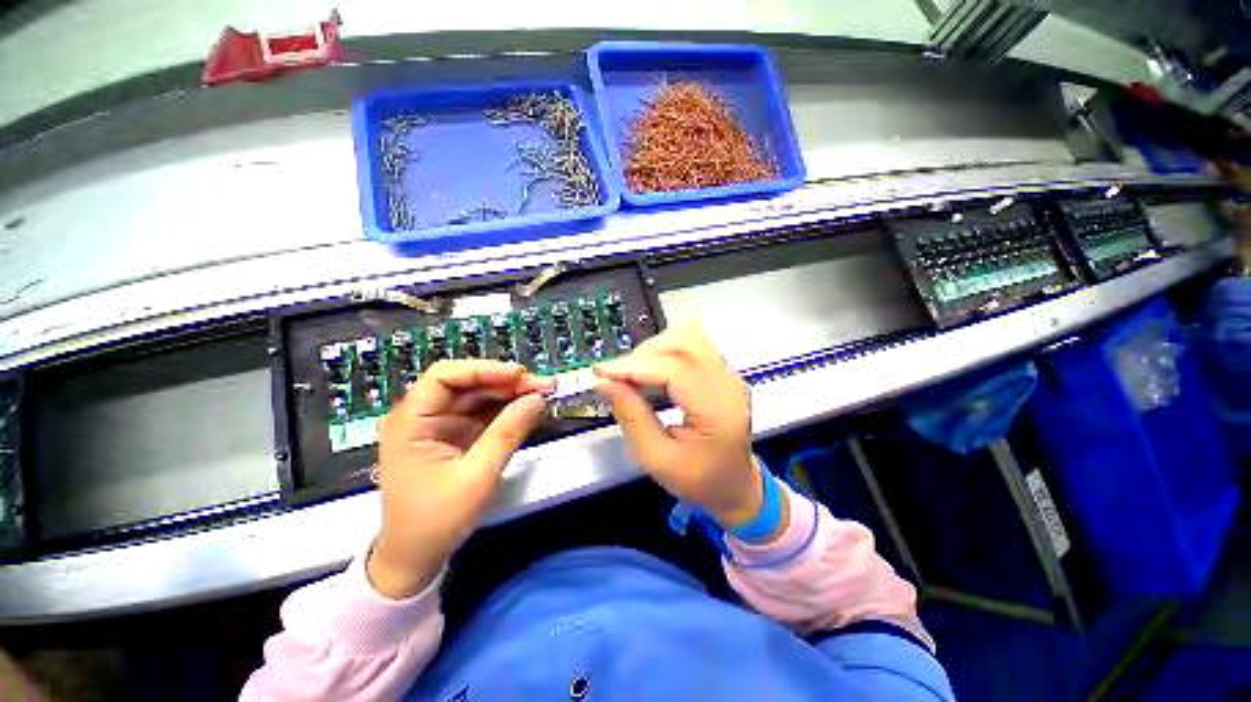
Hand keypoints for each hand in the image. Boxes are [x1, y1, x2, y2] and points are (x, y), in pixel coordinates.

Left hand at [367, 361, 551, 599]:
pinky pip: (486, 414)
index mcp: (411, 421)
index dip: (483, 369)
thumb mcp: (476, 476)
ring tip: (544, 394)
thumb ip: (508, 433)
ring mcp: (442, 425)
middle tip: (543, 386)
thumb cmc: (435, 520)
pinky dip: (509, 410)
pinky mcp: (458, 436)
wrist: (416, 559)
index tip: (519, 375)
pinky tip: (530, 409)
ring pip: (480, 396)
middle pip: (468, 384)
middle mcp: (424, 416)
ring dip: (512, 394)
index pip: (445, 376)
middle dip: (506, 382)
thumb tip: (538, 398)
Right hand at [594, 322, 769, 528]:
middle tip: (618, 376)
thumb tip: (604, 383)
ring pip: (689, 337)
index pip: (675, 369)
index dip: (634, 366)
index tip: (601, 372)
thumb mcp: (657, 460)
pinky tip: (650, 372)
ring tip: (632, 374)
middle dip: (644, 353)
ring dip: (654, 349)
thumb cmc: (698, 480)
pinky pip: (692, 346)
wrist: (734, 485)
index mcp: (718, 410)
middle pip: (685, 342)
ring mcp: (728, 374)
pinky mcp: (722, 372)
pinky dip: (665, 352)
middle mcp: (728, 383)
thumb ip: (632, 417)